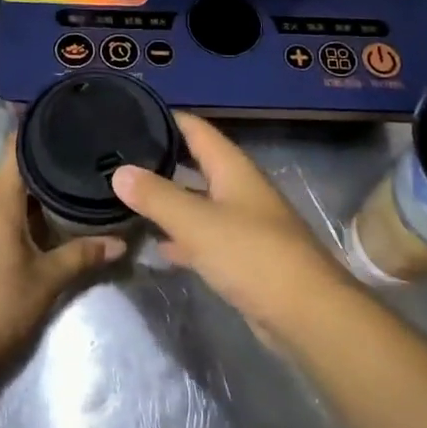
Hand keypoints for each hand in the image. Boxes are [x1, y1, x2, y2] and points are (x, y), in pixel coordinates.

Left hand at [0, 137, 125, 379]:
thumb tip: (121, 242)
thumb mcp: (47, 280)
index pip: (16, 147)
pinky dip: (13, 212)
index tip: (69, 121)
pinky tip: (38, 225)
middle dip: (46, 167)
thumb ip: (83, 255)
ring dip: (30, 194)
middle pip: (12, 170)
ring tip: (68, 192)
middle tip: (83, 163)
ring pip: (1, 194)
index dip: (41, 130)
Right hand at [112, 112, 358, 340]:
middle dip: (162, 159)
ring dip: (169, 199)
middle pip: (197, 164)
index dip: (166, 118)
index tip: (130, 113)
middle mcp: (239, 189)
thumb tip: (120, 171)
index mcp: (233, 168)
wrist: (307, 314)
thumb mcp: (197, 222)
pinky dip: (181, 237)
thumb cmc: (253, 255)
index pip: (196, 129)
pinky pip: (205, 237)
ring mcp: (243, 224)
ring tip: (127, 196)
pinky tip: (156, 244)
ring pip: (198, 202)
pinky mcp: (243, 257)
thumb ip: (157, 196)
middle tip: (119, 157)